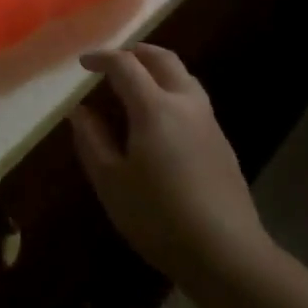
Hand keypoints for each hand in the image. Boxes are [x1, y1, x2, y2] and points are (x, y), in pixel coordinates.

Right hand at [69, 44, 269, 290]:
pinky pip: (193, 100)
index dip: (102, 58)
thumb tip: (80, 111)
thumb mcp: (111, 182)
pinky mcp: (222, 143)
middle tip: (113, 62)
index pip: (125, 65)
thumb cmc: (159, 217)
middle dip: (136, 53)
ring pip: (183, 77)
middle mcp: (185, 103)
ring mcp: (209, 122)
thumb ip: (92, 140)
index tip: (83, 64)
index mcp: (154, 107)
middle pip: (163, 59)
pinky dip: (171, 92)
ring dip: (157, 70)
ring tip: (136, 86)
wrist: (227, 254)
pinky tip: (160, 121)